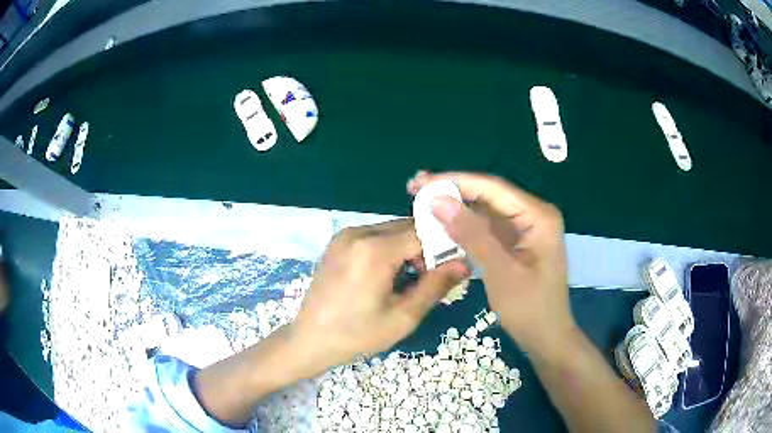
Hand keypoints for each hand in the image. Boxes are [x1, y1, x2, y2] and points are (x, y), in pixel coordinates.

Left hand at [292, 218, 468, 370]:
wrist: (309, 339)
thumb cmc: (357, 335)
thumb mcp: (403, 317)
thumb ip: (436, 286)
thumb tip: (464, 262)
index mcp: (374, 249)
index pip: (423, 232)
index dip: (442, 248)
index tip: (449, 271)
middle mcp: (358, 232)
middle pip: (406, 228)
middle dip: (424, 249)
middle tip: (426, 280)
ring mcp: (344, 235)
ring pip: (391, 231)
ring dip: (406, 250)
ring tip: (404, 283)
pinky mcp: (337, 242)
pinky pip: (373, 237)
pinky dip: (387, 250)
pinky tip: (384, 277)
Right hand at [408, 171, 574, 356]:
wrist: (546, 337)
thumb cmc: (530, 308)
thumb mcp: (500, 272)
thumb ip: (472, 235)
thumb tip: (439, 201)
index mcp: (538, 215)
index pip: (493, 188)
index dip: (455, 181)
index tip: (422, 182)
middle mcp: (533, 214)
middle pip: (489, 195)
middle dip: (453, 192)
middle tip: (416, 188)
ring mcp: (525, 229)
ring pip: (486, 211)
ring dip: (457, 209)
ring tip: (423, 204)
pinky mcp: (516, 243)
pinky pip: (488, 228)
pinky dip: (466, 228)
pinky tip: (443, 226)